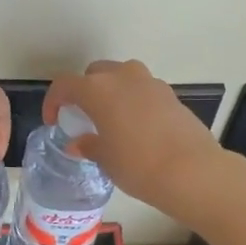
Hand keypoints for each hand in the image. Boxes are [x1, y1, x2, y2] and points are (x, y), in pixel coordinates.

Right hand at [43, 60, 229, 210]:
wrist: (191, 171)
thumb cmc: (138, 165)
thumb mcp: (106, 159)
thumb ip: (89, 145)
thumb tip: (79, 143)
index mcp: (98, 89)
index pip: (65, 85)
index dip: (54, 101)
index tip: (54, 120)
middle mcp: (123, 77)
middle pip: (95, 73)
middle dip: (85, 90)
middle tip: (83, 116)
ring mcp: (150, 82)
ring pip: (122, 77)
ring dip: (111, 92)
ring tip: (111, 119)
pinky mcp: (170, 94)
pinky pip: (143, 90)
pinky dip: (133, 101)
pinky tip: (136, 127)